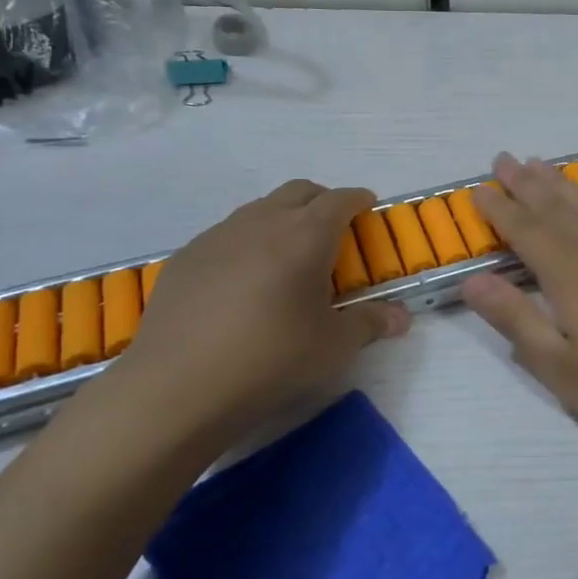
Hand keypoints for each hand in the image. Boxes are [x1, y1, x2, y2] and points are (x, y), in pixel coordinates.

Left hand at [113, 181, 409, 449]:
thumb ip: (371, 324)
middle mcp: (262, 222)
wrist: (176, 387)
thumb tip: (401, 318)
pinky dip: (246, 244)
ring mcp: (217, 236)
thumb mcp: (333, 347)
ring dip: (281, 220)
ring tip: (287, 258)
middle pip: (299, 191)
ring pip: (259, 209)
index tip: (367, 208)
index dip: (358, 200)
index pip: (340, 199)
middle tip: (333, 230)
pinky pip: (226, 236)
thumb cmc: (271, 359)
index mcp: (306, 235)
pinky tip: (242, 284)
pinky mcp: (185, 258)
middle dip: (322, 201)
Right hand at [461, 154, 577, 450]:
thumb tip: (472, 280)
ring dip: (559, 179)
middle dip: (524, 182)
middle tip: (502, 159)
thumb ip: (515, 319)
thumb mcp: (560, 368)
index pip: (524, 231)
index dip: (499, 209)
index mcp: (567, 273)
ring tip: (537, 161)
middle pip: (554, 206)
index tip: (478, 189)